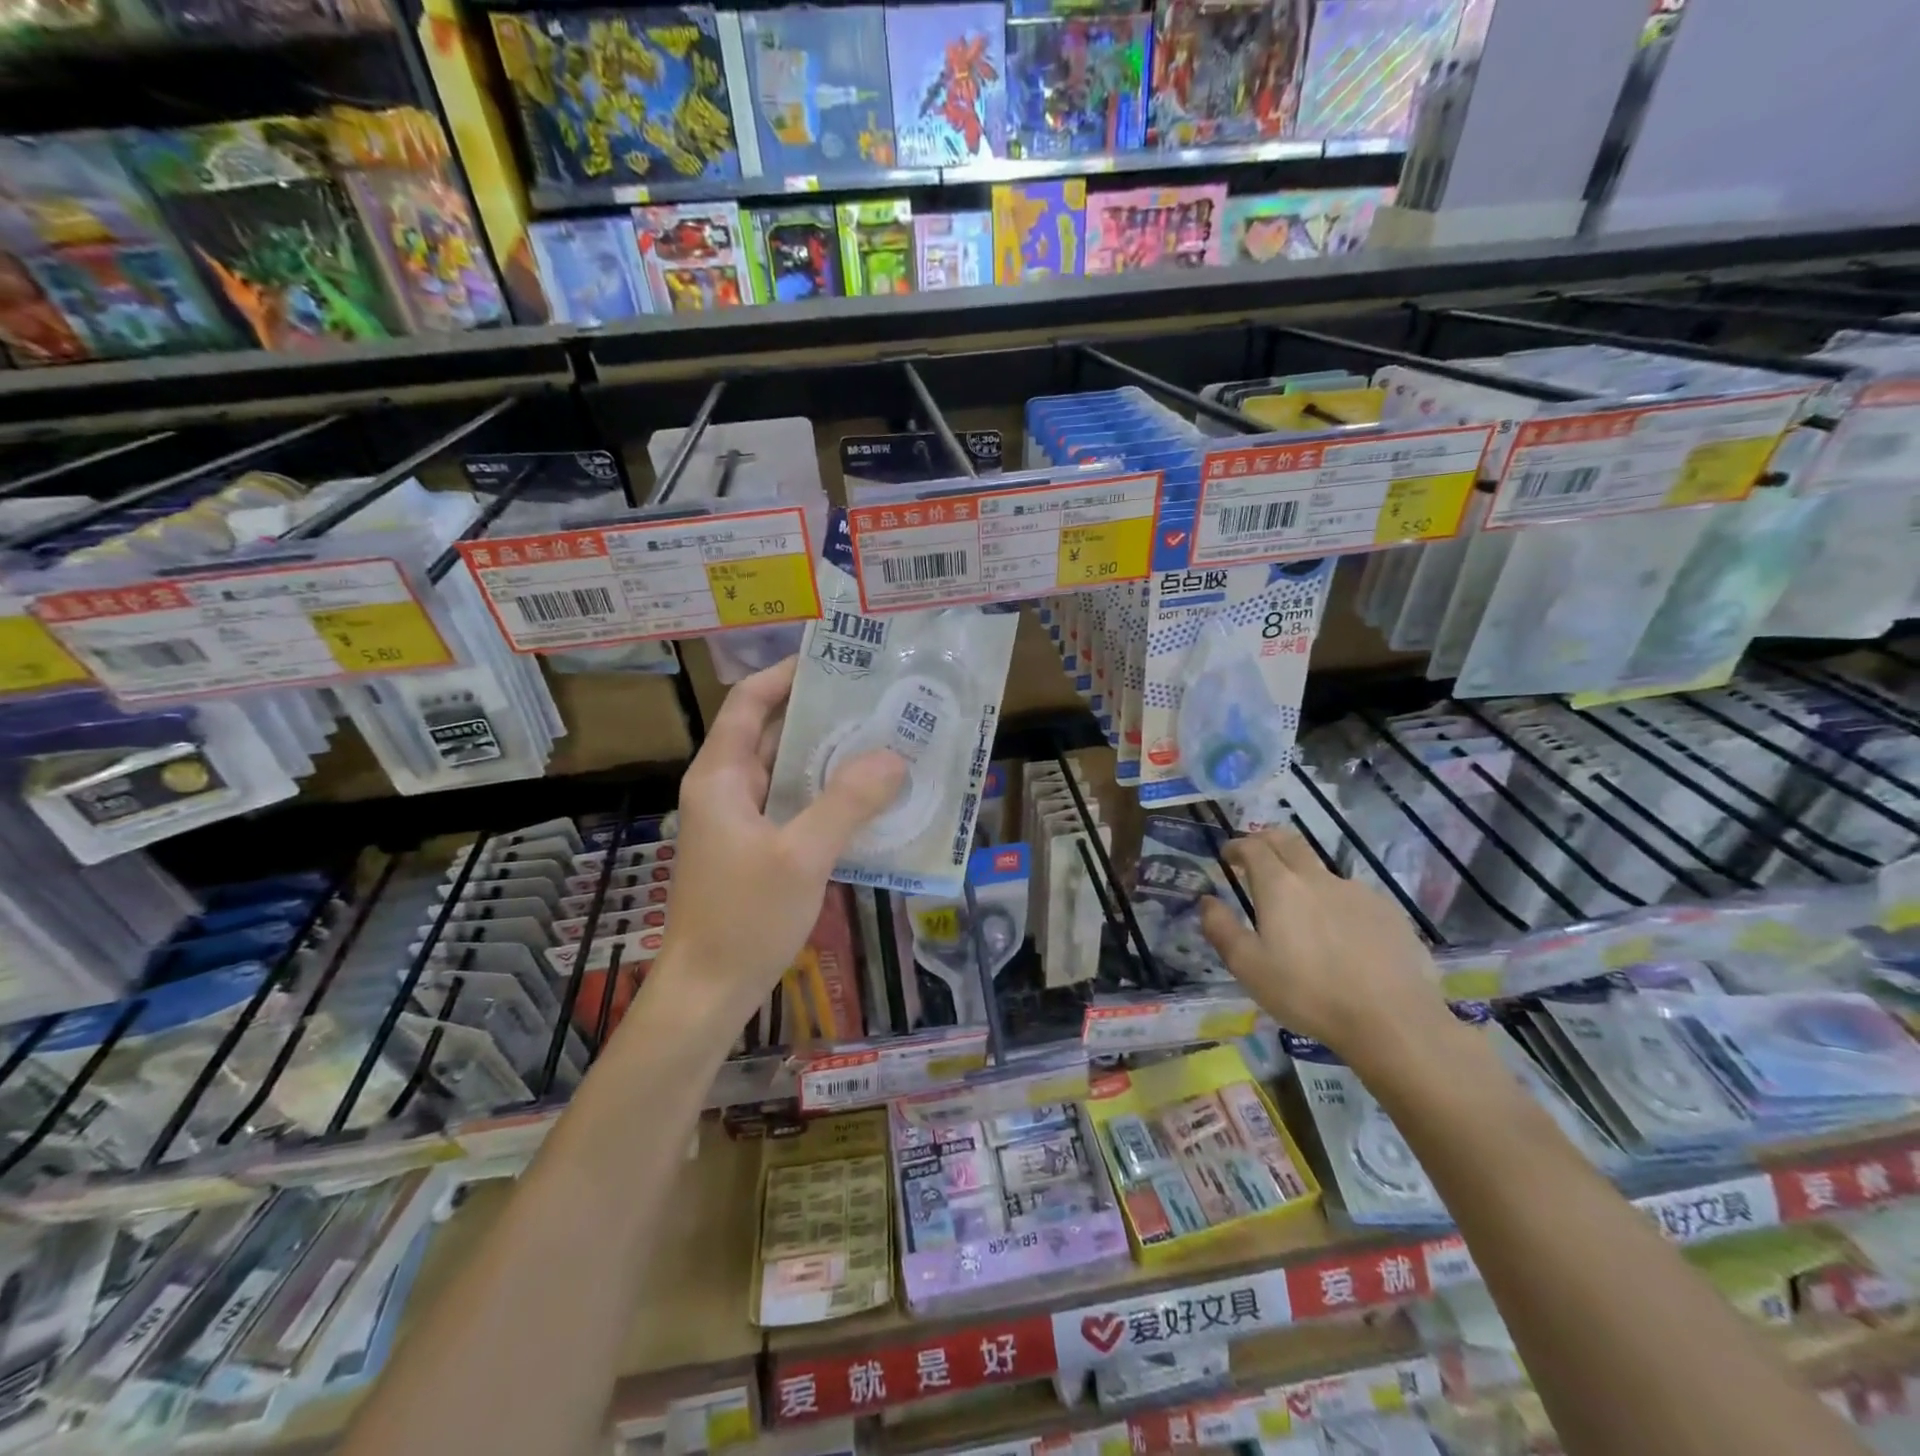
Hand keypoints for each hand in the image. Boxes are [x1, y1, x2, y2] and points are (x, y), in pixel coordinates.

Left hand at [653, 657, 904, 1033]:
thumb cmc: (745, 917)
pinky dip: (823, 795)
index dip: (786, 675)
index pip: (749, 703)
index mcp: (721, 776)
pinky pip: (790, 805)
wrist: (707, 992)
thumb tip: (894, 757)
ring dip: (826, 757)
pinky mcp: (752, 849)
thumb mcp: (803, 856)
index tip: (835, 660)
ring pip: (784, 772)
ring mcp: (737, 821)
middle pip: (771, 733)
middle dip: (820, 715)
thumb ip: (847, 803)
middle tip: (875, 702)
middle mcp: (724, 789)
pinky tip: (864, 799)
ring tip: (881, 741)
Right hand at [1199, 829, 1448, 1062]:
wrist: (1393, 1020)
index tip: (1228, 855)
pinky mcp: (1388, 913)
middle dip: (1267, 841)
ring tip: (1300, 910)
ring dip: (1302, 876)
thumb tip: (1207, 901)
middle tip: (1256, 857)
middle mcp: (1318, 878)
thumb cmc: (1308, 994)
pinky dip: (1335, 903)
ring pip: (1321, 871)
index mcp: (1280, 887)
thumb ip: (1221, 929)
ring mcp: (1358, 892)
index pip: (1254, 847)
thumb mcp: (1249, 967)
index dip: (1237, 846)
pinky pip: (1352, 896)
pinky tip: (1340, 936)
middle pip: (1289, 842)